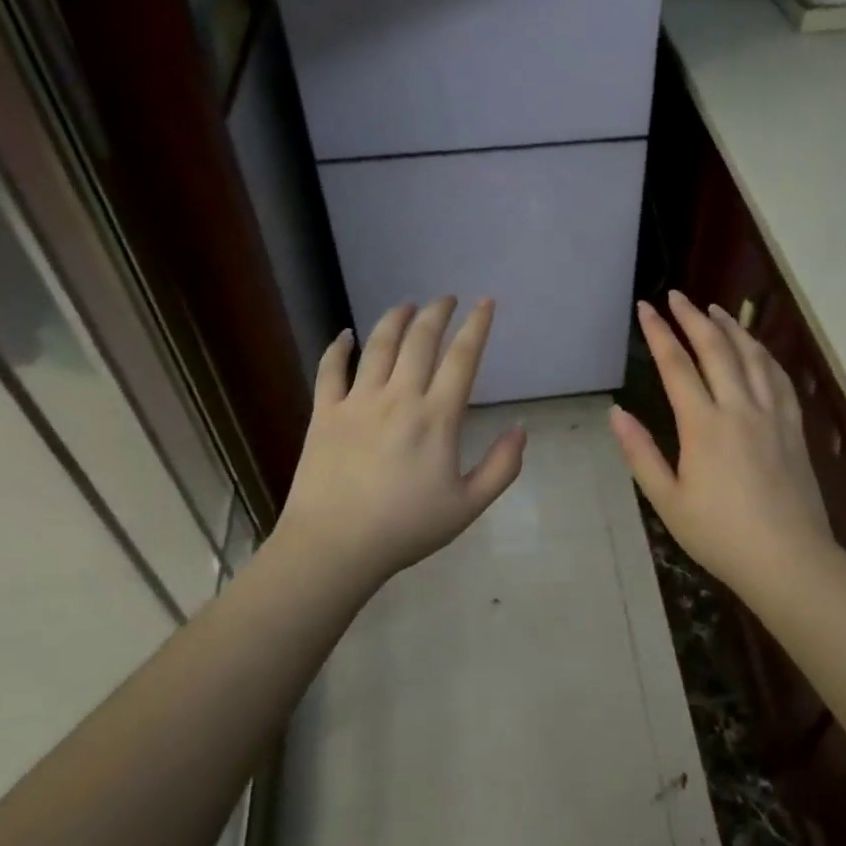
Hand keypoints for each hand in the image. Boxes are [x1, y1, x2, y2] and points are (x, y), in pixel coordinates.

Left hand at [278, 297, 525, 584]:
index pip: (462, 357)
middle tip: (446, 299)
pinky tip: (346, 335)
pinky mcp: (325, 412)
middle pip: (421, 340)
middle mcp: (399, 397)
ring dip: (396, 319)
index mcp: (437, 417)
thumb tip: (521, 429)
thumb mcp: (467, 506)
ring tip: (406, 305)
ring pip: (379, 345)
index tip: (485, 302)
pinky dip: (339, 347)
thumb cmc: (405, 528)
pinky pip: (330, 369)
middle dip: (437, 312)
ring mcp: (358, 401)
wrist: (335, 546)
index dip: (477, 325)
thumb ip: (502, 467)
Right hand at [610, 292, 834, 592]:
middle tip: (677, 296)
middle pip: (716, 348)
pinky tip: (757, 348)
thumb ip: (641, 453)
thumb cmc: (720, 535)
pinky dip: (764, 354)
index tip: (645, 308)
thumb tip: (616, 414)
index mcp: (703, 425)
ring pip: (752, 356)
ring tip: (714, 309)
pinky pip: (780, 378)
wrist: (789, 560)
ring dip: (731, 327)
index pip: (676, 365)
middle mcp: (739, 408)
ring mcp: (772, 414)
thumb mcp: (668, 501)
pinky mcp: (794, 426)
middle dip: (692, 318)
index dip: (658, 332)